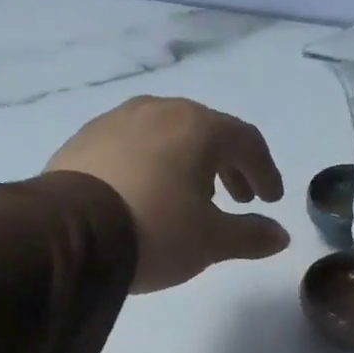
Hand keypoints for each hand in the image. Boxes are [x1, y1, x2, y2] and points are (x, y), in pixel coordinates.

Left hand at [46, 96, 289, 293]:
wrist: (72, 233)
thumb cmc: (158, 230)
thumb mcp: (213, 241)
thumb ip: (251, 235)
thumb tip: (281, 236)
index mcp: (199, 127)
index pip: (247, 141)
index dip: (265, 171)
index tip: (271, 199)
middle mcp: (160, 111)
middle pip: (207, 132)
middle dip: (229, 165)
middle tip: (239, 198)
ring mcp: (117, 120)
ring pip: (168, 135)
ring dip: (191, 163)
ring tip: (195, 197)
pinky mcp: (86, 140)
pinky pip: (135, 146)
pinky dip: (155, 165)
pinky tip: (150, 194)